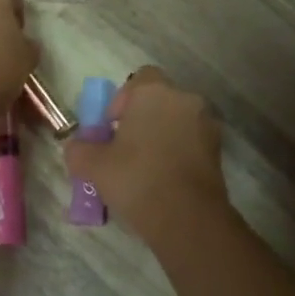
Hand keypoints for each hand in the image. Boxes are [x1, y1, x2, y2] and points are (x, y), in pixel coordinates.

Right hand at [64, 67, 229, 242]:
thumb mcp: (93, 165)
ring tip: (145, 167)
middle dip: (143, 118)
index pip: (140, 78)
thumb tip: (76, 147)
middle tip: (125, 147)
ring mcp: (206, 125)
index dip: (123, 99)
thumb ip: (79, 150)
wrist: (187, 217)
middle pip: (160, 100)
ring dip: (162, 136)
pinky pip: (191, 142)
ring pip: (177, 122)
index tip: (113, 126)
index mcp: (154, 93)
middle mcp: (184, 100)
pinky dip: (178, 153)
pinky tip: (164, 179)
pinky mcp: (218, 151)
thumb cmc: (136, 178)